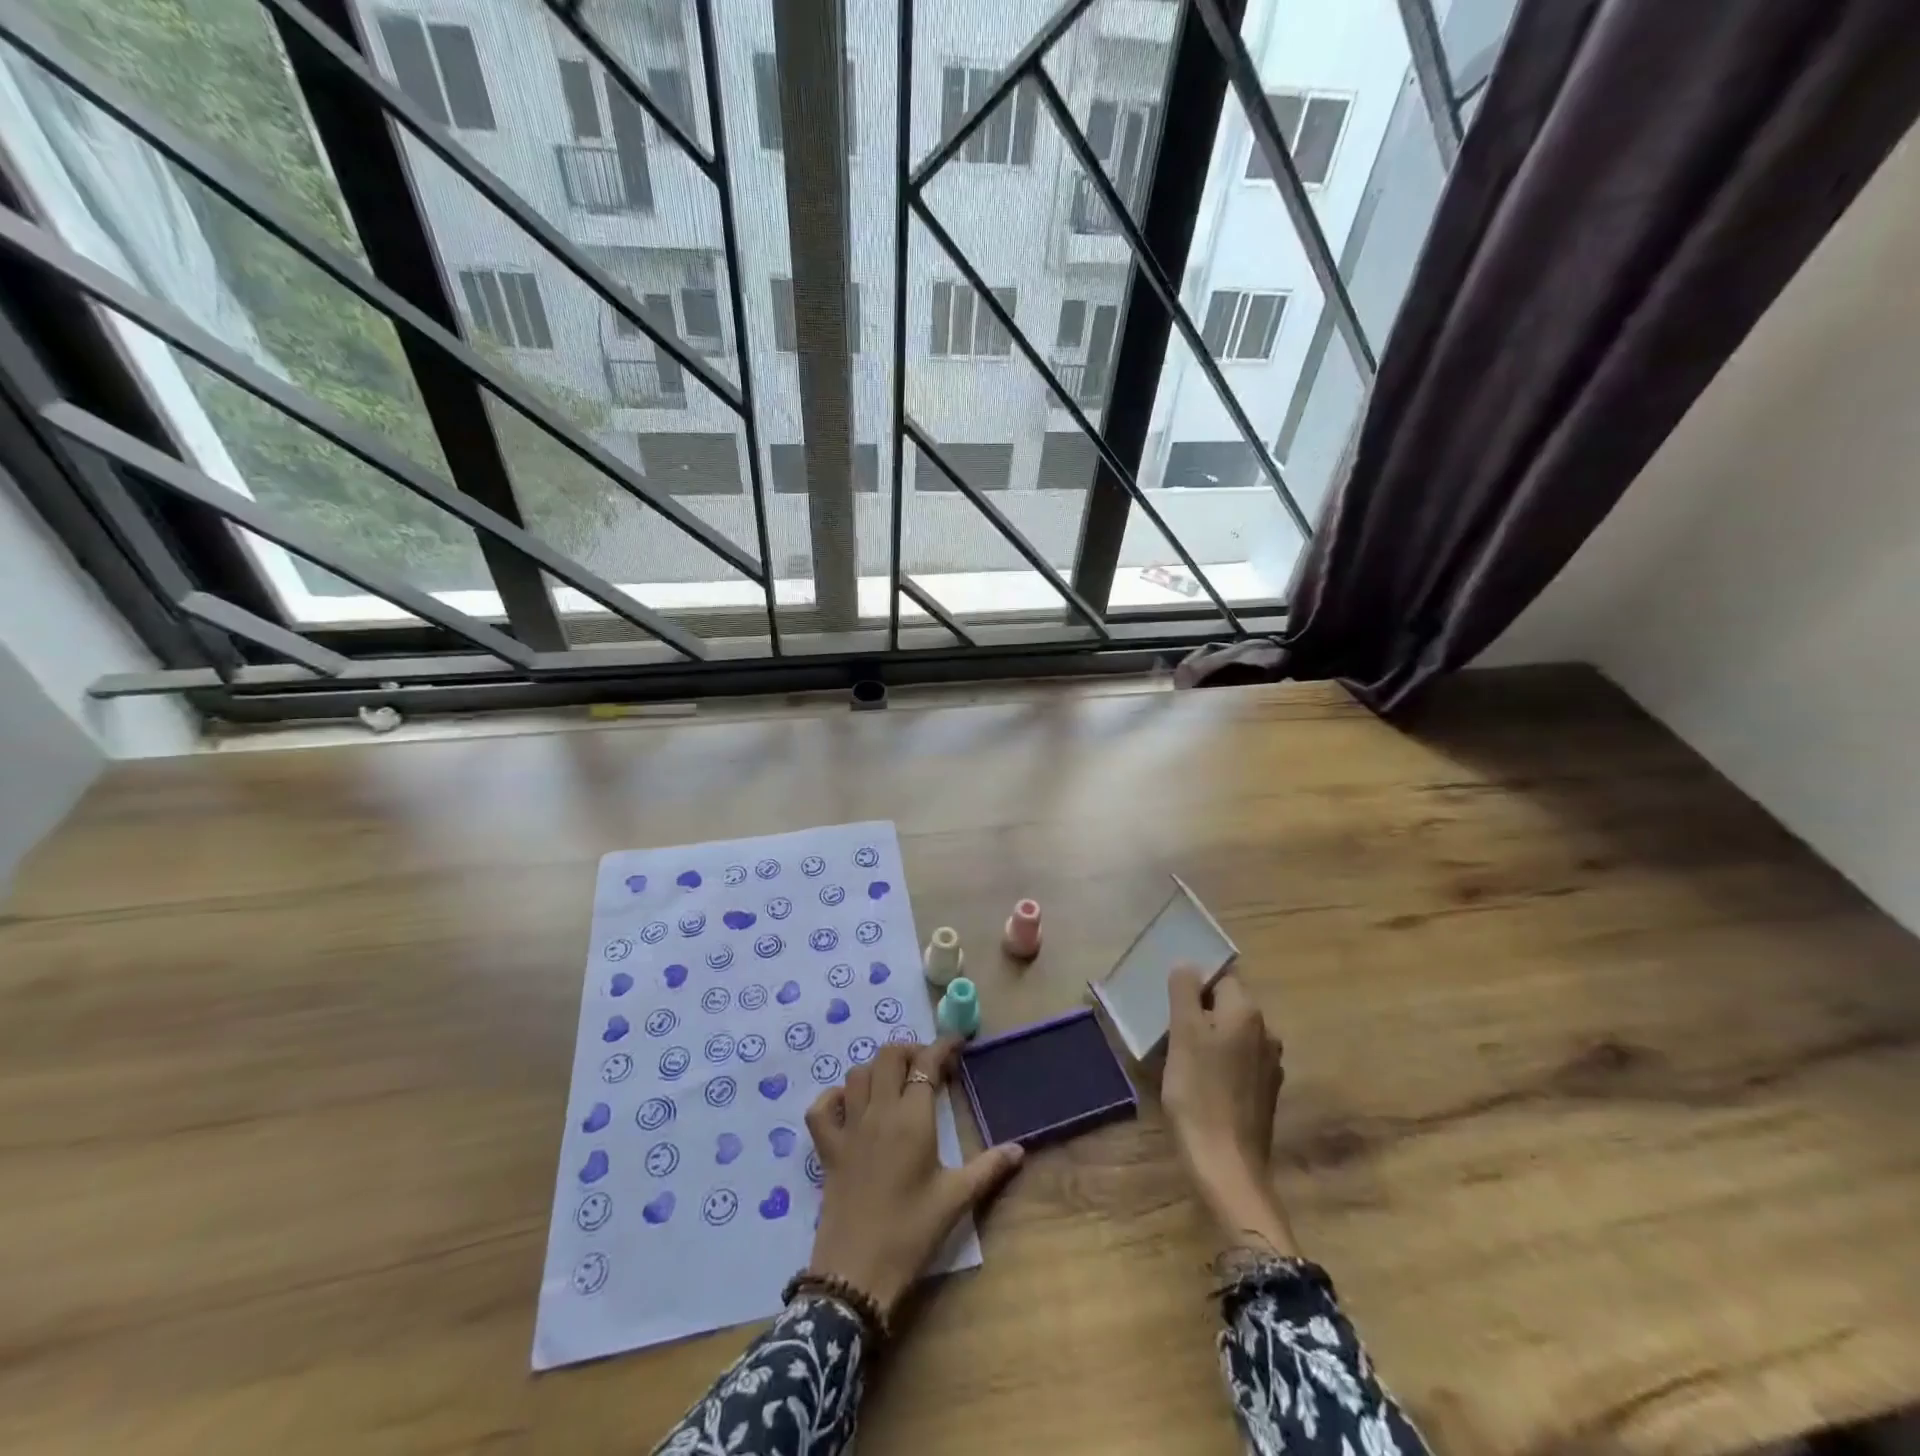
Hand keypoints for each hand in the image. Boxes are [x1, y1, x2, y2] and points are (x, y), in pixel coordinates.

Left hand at [805, 1036, 1023, 1318]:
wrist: (857, 1273)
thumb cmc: (911, 1233)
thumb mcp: (956, 1199)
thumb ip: (988, 1168)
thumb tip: (1019, 1149)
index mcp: (913, 1119)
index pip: (927, 1064)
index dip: (942, 1047)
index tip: (957, 1044)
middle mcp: (879, 1112)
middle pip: (888, 1056)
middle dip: (909, 1051)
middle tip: (927, 1066)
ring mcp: (849, 1128)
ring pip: (857, 1074)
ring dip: (877, 1069)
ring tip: (895, 1082)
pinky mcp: (827, 1149)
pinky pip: (821, 1108)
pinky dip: (834, 1098)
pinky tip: (850, 1106)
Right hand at [1161, 965, 1297, 1253]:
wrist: (1227, 1166)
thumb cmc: (1199, 1093)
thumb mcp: (1183, 1034)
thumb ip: (1185, 992)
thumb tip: (1188, 965)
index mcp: (1247, 1012)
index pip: (1221, 976)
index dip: (1193, 984)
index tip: (1168, 1002)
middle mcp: (1266, 1032)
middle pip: (1226, 1004)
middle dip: (1197, 1010)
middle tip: (1167, 1027)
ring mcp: (1269, 1064)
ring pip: (1231, 1033)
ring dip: (1206, 1036)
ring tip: (1177, 1053)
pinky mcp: (1264, 1092)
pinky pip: (1237, 1060)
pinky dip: (1217, 1060)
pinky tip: (1198, 1079)